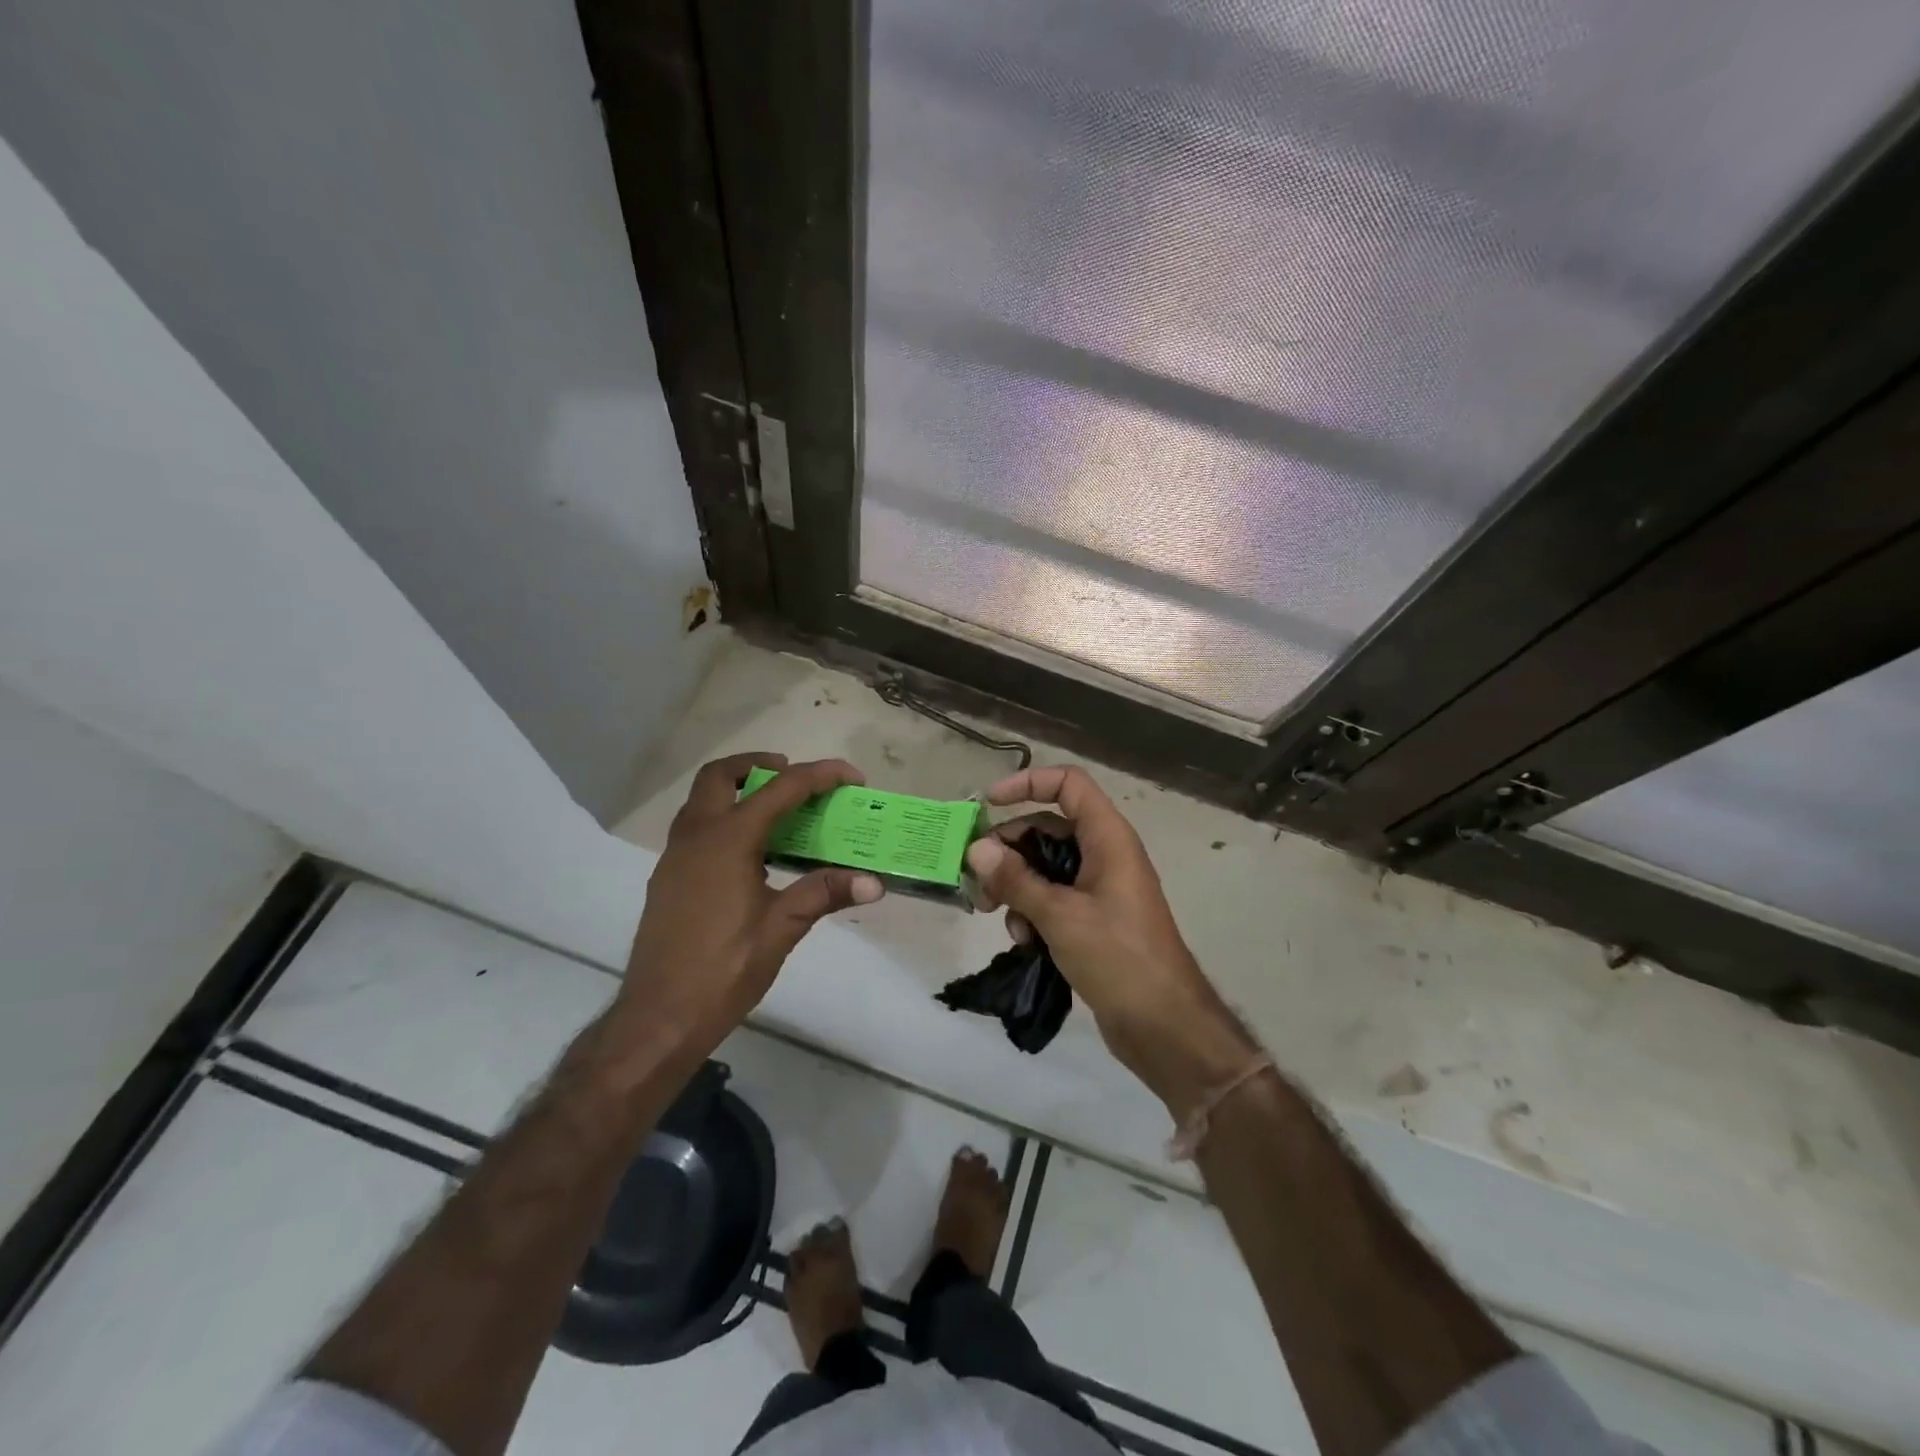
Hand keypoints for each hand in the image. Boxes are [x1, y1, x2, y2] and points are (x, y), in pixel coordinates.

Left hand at [623, 753, 882, 1048]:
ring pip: (702, 799)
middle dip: (759, 765)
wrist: (658, 1018)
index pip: (780, 790)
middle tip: (795, 779)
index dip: (820, 776)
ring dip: (738, 790)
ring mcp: (675, 856)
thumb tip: (874, 882)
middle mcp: (696, 836)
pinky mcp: (669, 877)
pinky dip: (726, 818)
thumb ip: (824, 894)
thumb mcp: (781, 930)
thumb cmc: (722, 971)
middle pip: (720, 775)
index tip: (852, 777)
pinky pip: (697, 826)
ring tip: (779, 812)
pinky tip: (753, 854)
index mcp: (726, 841)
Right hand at [965, 766, 1255, 1111]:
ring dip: (1016, 885)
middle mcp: (1104, 854)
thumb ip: (1016, 879)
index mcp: (1107, 838)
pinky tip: (1023, 940)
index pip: (1068, 784)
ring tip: (995, 914)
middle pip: (1047, 828)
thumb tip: (976, 848)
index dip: (1028, 783)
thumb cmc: (1118, 957)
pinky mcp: (1092, 919)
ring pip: (1045, 866)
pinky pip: (1052, 898)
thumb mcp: (1060, 915)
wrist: (1164, 1024)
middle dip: (1009, 849)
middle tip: (978, 879)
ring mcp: (1099, 888)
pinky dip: (1032, 910)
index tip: (988, 803)